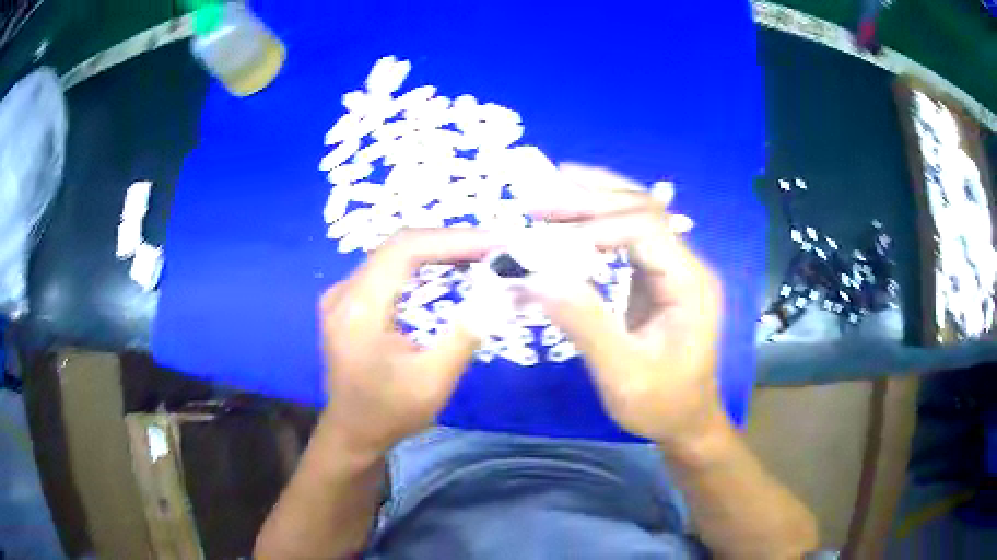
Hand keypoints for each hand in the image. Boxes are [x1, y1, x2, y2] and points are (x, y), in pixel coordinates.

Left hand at [317, 229, 496, 455]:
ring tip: (479, 253)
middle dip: (450, 241)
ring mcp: (341, 294)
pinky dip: (421, 263)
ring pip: (393, 253)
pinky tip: (447, 267)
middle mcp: (343, 292)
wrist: (352, 432)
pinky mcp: (347, 301)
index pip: (405, 250)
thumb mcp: (433, 382)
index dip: (452, 240)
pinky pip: (387, 268)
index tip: (494, 243)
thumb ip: (465, 335)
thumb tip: (499, 293)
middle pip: (399, 245)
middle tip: (494, 246)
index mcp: (358, 310)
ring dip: (437, 250)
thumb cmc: (390, 413)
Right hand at [527, 164, 726, 447]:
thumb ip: (586, 325)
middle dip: (590, 199)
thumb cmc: (661, 404)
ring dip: (594, 200)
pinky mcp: (658, 277)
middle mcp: (687, 265)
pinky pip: (628, 237)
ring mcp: (674, 268)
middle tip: (539, 200)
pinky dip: (597, 221)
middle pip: (642, 209)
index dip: (596, 227)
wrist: (686, 420)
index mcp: (690, 283)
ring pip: (636, 214)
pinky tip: (572, 214)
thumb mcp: (623, 375)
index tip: (549, 245)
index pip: (645, 229)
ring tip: (551, 190)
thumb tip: (539, 277)